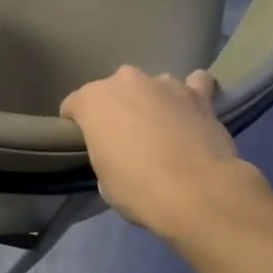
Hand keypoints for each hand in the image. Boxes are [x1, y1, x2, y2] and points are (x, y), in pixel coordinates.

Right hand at [60, 66, 256, 238]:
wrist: (195, 191)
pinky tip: (192, 111)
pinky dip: (191, 95)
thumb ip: (105, 154)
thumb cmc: (137, 188)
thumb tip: (120, 154)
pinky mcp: (200, 93)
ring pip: (152, 86)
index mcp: (93, 101)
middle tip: (126, 138)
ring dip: (153, 101)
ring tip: (163, 128)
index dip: (78, 126)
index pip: (73, 105)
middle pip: (114, 90)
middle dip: (117, 109)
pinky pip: (194, 85)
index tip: (87, 144)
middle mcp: (126, 81)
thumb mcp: (104, 179)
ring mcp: (165, 83)